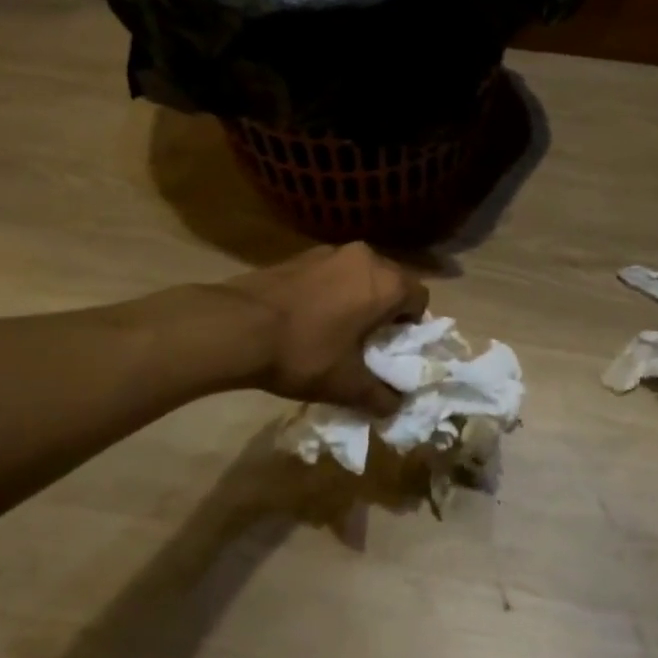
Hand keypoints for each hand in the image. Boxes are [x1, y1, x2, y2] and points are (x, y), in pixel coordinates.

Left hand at [215, 244, 428, 414]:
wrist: (237, 326)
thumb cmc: (304, 352)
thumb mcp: (346, 385)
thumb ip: (380, 396)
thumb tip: (395, 406)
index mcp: (386, 283)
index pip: (420, 298)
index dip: (412, 326)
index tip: (392, 349)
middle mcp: (365, 257)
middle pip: (391, 282)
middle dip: (385, 310)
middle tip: (367, 343)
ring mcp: (330, 252)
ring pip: (359, 275)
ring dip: (357, 298)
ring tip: (336, 331)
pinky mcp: (301, 255)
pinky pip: (331, 272)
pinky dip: (331, 291)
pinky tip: (309, 318)